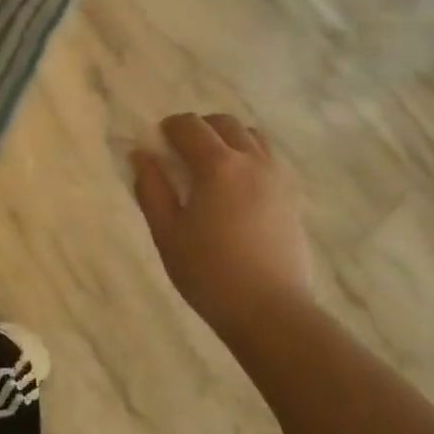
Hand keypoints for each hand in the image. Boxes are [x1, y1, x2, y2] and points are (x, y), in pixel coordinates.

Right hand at [132, 114, 313, 340]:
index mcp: (218, 166)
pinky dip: (251, 155)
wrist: (270, 310)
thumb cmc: (209, 273)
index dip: (171, 126)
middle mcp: (252, 160)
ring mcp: (277, 176)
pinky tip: (239, 184)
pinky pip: (270, 158)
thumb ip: (152, 189)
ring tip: (212, 164)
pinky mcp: (292, 195)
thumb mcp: (167, 233)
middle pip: (225, 123)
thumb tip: (141, 155)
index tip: (158, 140)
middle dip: (200, 127)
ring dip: (228, 138)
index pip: (191, 126)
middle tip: (182, 150)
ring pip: (253, 136)